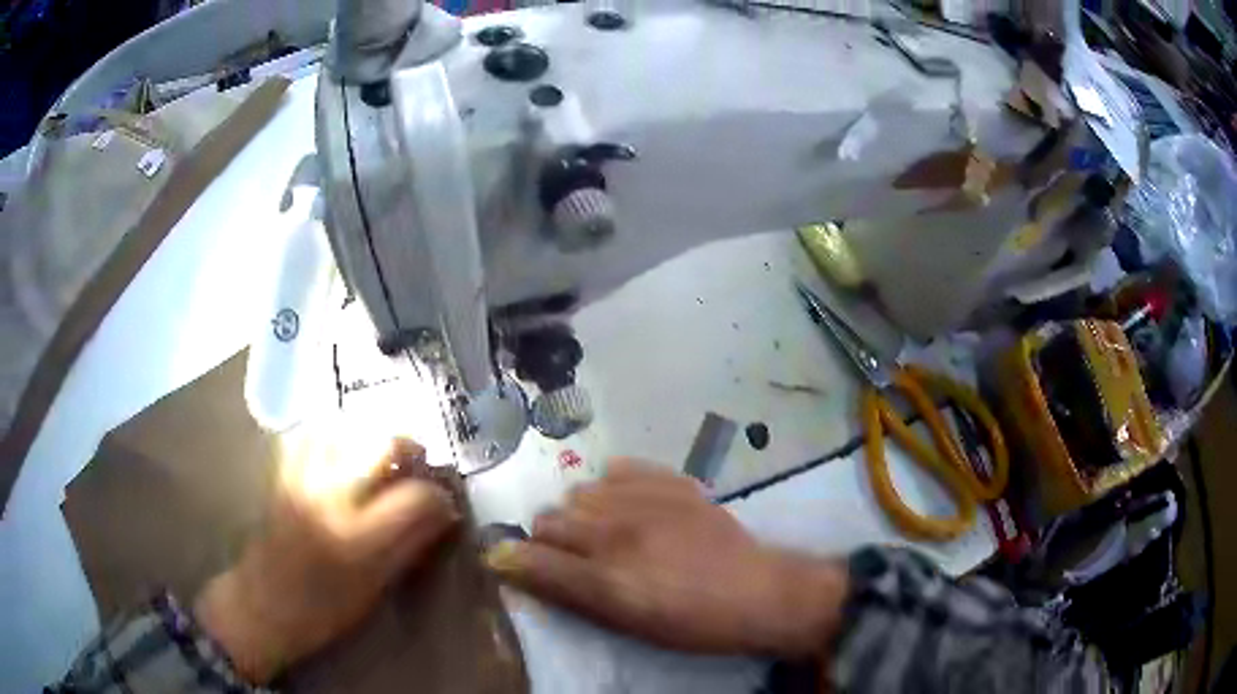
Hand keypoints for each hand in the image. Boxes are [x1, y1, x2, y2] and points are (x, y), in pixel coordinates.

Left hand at [194, 436, 458, 683]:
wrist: (262, 603)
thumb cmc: (324, 612)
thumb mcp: (375, 588)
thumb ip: (409, 545)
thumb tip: (443, 514)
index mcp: (357, 537)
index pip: (416, 496)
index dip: (439, 496)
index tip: (445, 504)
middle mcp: (330, 496)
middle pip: (382, 443)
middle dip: (409, 449)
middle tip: (416, 466)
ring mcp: (302, 477)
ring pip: (347, 428)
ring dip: (371, 437)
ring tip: (380, 458)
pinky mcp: (283, 471)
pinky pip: (311, 432)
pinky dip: (333, 433)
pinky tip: (342, 449)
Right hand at [485, 459, 847, 657]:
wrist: (756, 591)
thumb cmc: (690, 622)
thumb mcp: (626, 622)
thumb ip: (567, 592)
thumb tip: (510, 565)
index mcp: (605, 577)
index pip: (531, 556)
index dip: (514, 559)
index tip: (513, 562)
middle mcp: (617, 532)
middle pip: (548, 518)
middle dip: (549, 539)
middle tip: (574, 557)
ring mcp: (645, 500)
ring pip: (578, 492)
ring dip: (581, 513)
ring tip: (605, 531)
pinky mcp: (671, 481)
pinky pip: (618, 469)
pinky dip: (612, 486)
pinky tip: (627, 503)